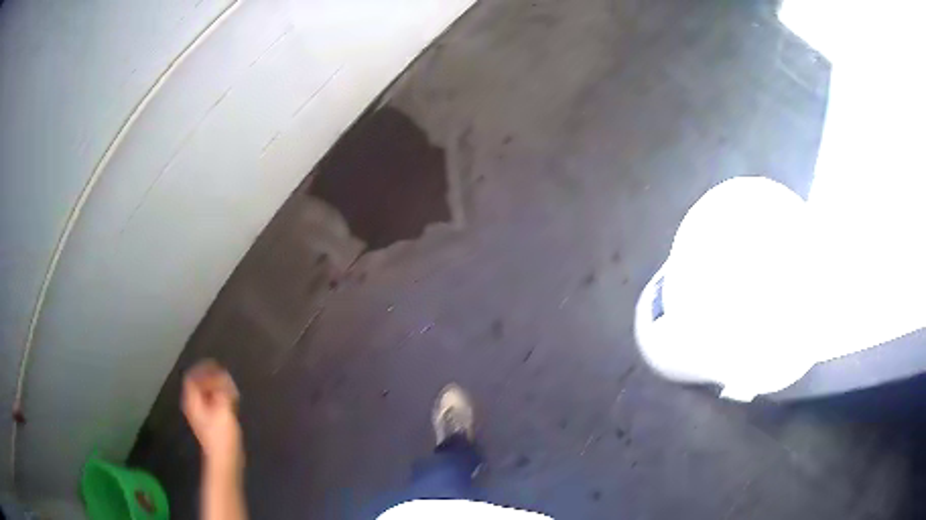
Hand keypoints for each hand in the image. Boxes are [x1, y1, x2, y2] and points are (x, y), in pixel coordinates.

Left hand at [182, 360, 242, 468]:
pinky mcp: (211, 422)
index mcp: (193, 401)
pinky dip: (220, 398)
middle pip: (199, 384)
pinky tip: (231, 401)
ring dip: (217, 388)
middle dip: (212, 378)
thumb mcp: (223, 409)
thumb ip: (223, 390)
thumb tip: (224, 376)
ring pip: (206, 394)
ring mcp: (202, 415)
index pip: (192, 377)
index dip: (203, 369)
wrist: (225, 460)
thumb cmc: (222, 436)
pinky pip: (212, 402)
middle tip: (226, 377)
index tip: (217, 365)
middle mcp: (194, 405)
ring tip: (231, 388)